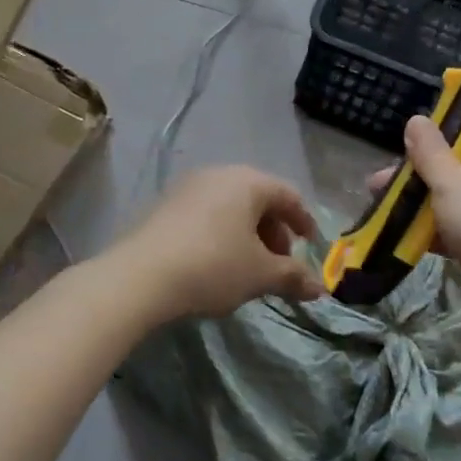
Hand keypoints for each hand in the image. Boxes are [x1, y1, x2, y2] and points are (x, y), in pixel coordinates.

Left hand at [111, 166, 322, 323]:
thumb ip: (293, 276)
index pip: (288, 195)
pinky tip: (217, 263)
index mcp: (248, 181)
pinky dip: (221, 233)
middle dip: (274, 231)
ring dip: (247, 234)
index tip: (311, 246)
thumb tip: (320, 287)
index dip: (304, 221)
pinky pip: (207, 213)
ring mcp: (189, 187)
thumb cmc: (213, 266)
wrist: (140, 276)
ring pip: (231, 206)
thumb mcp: (260, 275)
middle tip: (279, 263)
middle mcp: (219, 174)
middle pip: (258, 198)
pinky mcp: (165, 204)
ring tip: (248, 267)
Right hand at [369, 116, 460, 348]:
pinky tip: (401, 236)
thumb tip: (417, 119)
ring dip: (419, 204)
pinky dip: (431, 232)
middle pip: (457, 167)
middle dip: (418, 173)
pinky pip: (456, 231)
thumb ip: (430, 152)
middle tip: (379, 181)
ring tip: (381, 208)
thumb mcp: (452, 183)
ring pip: (453, 201)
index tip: (410, 139)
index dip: (444, 130)